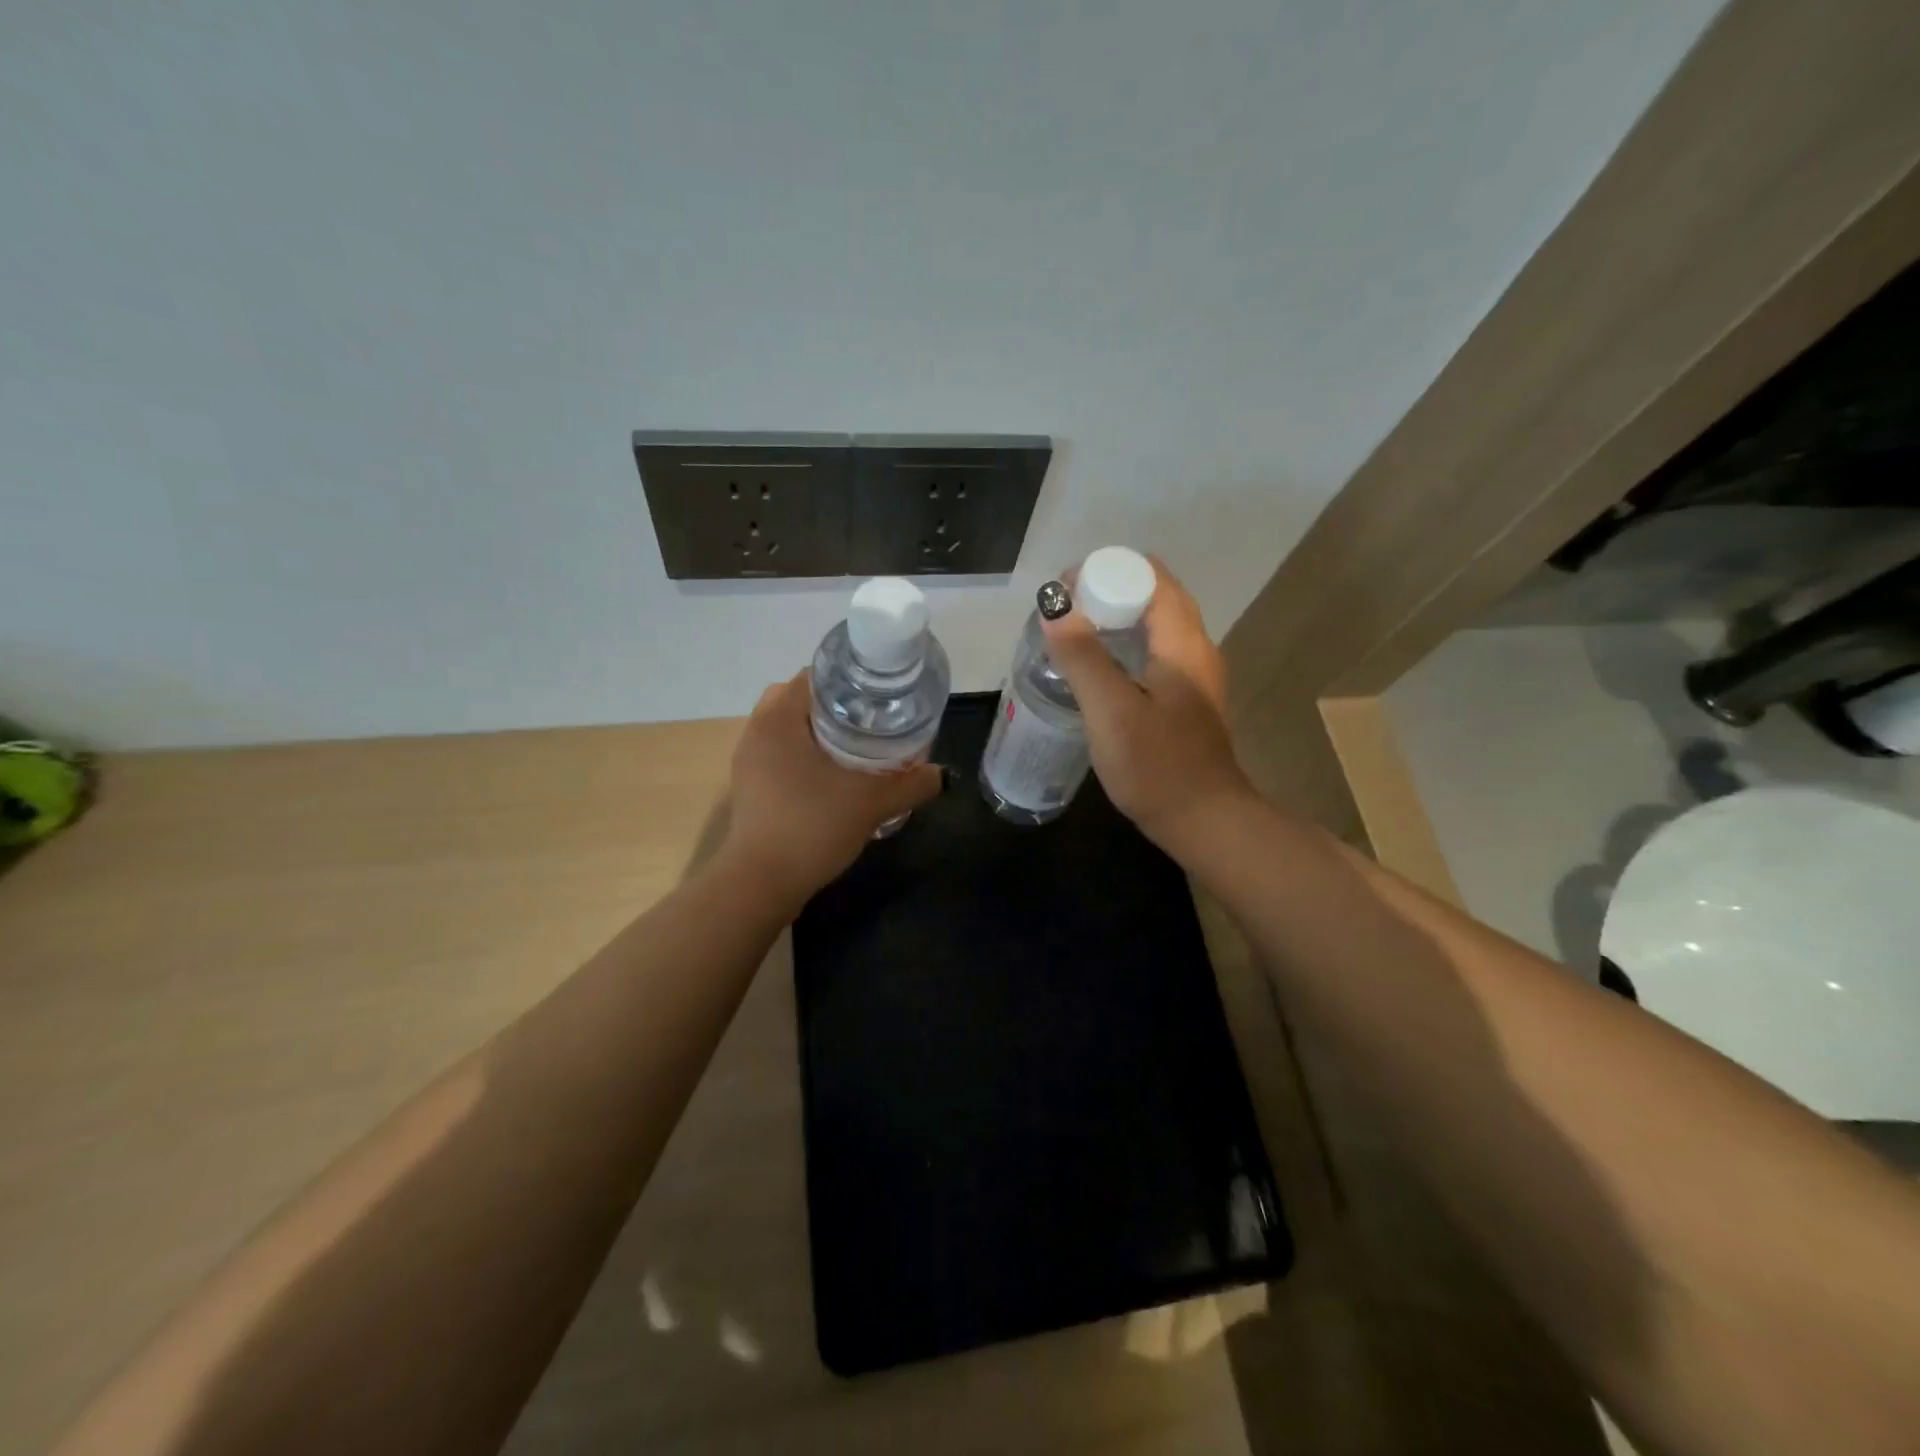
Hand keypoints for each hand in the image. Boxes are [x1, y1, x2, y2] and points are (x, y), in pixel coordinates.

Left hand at [721, 673, 941, 902]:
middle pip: (799, 700)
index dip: (849, 681)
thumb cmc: (811, 827)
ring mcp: (749, 762)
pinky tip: (834, 779)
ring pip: (788, 730)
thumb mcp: (870, 803)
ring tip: (857, 748)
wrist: (761, 884)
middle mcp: (756, 732)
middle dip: (835, 707)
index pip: (813, 677)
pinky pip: (780, 756)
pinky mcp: (750, 789)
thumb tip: (940, 774)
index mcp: (778, 719)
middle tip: (871, 721)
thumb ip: (910, 784)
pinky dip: (805, 757)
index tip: (879, 698)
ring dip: (819, 733)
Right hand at [1039, 558, 1253, 857]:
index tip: (1065, 590)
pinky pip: (1156, 653)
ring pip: (1155, 626)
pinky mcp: (1188, 701)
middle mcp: (1196, 649)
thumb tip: (1055, 609)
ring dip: (1116, 619)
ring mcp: (1195, 677)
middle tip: (1062, 612)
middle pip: (1154, 596)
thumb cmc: (1157, 766)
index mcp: (1183, 643)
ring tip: (1073, 634)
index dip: (1106, 572)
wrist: (1205, 822)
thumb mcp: (1111, 711)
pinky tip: (1099, 671)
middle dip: (1108, 592)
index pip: (1150, 576)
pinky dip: (1126, 646)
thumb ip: (1083, 658)